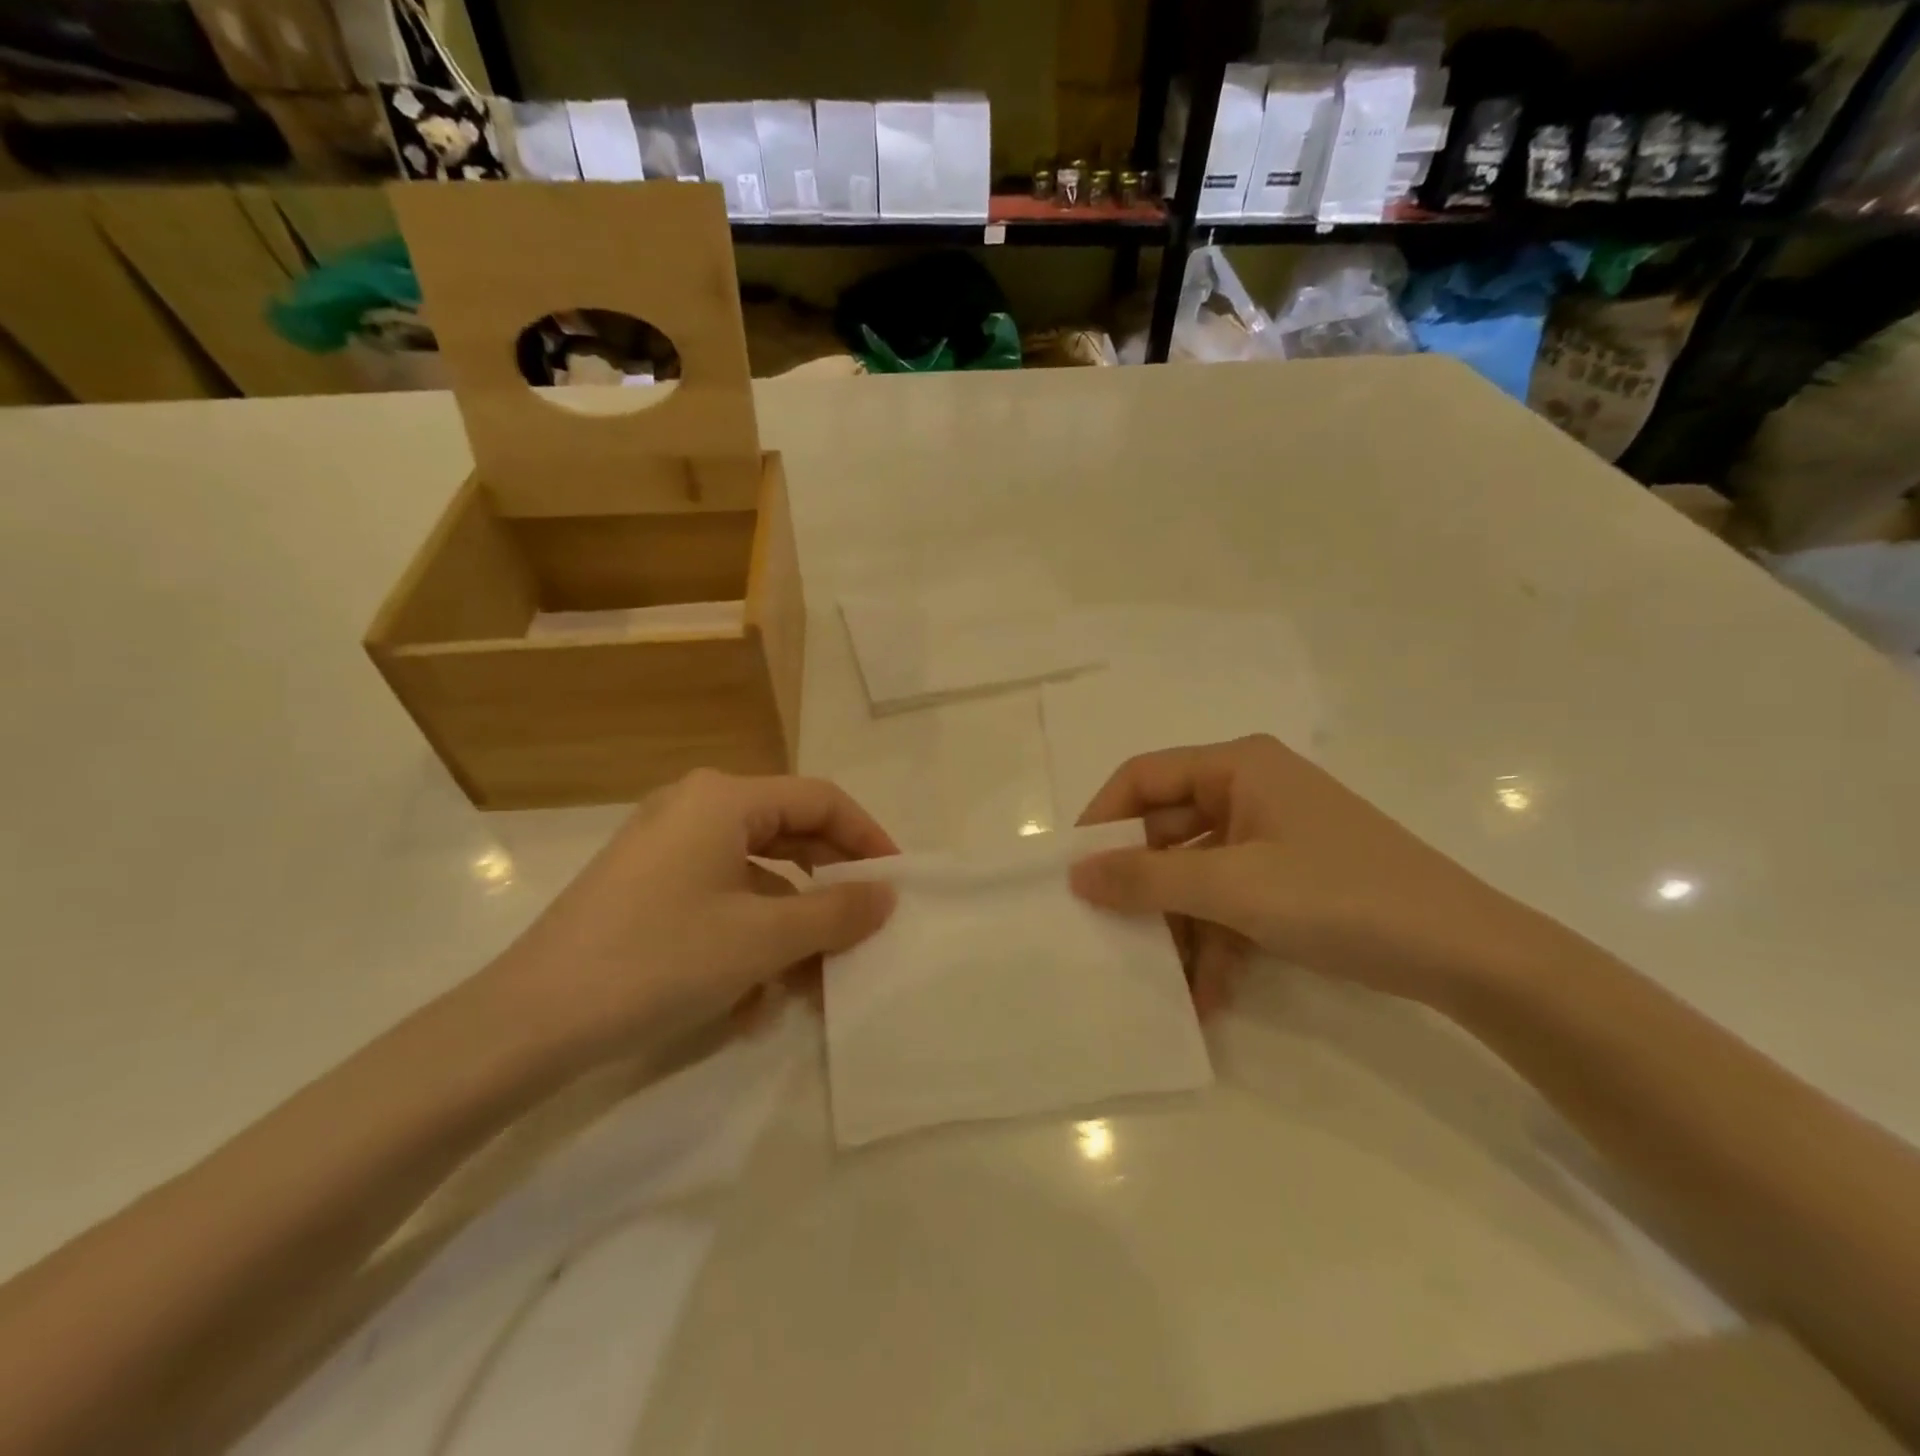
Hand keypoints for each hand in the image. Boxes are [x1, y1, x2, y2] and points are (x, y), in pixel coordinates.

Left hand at [486, 770, 897, 1063]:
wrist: (528, 1023)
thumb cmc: (659, 960)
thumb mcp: (763, 939)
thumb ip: (836, 912)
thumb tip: (886, 896)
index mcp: (724, 798)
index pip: (820, 800)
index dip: (867, 838)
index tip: (895, 885)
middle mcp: (696, 807)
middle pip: (789, 835)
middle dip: (828, 890)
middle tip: (862, 931)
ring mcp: (666, 847)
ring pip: (756, 876)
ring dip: (790, 926)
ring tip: (812, 983)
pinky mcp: (647, 887)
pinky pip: (720, 898)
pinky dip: (748, 938)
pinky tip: (752, 998)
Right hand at [1070, 735, 1553, 1010]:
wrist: (1469, 956)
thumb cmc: (1341, 897)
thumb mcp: (1234, 887)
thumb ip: (1147, 878)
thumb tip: (1076, 873)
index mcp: (1238, 766)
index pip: (1143, 776)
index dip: (1103, 820)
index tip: (1074, 871)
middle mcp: (1251, 791)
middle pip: (1168, 829)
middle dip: (1143, 887)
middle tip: (1108, 931)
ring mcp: (1273, 837)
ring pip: (1198, 873)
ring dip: (1180, 927)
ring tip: (1164, 983)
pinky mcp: (1291, 879)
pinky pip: (1233, 901)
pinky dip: (1217, 942)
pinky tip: (1209, 996)